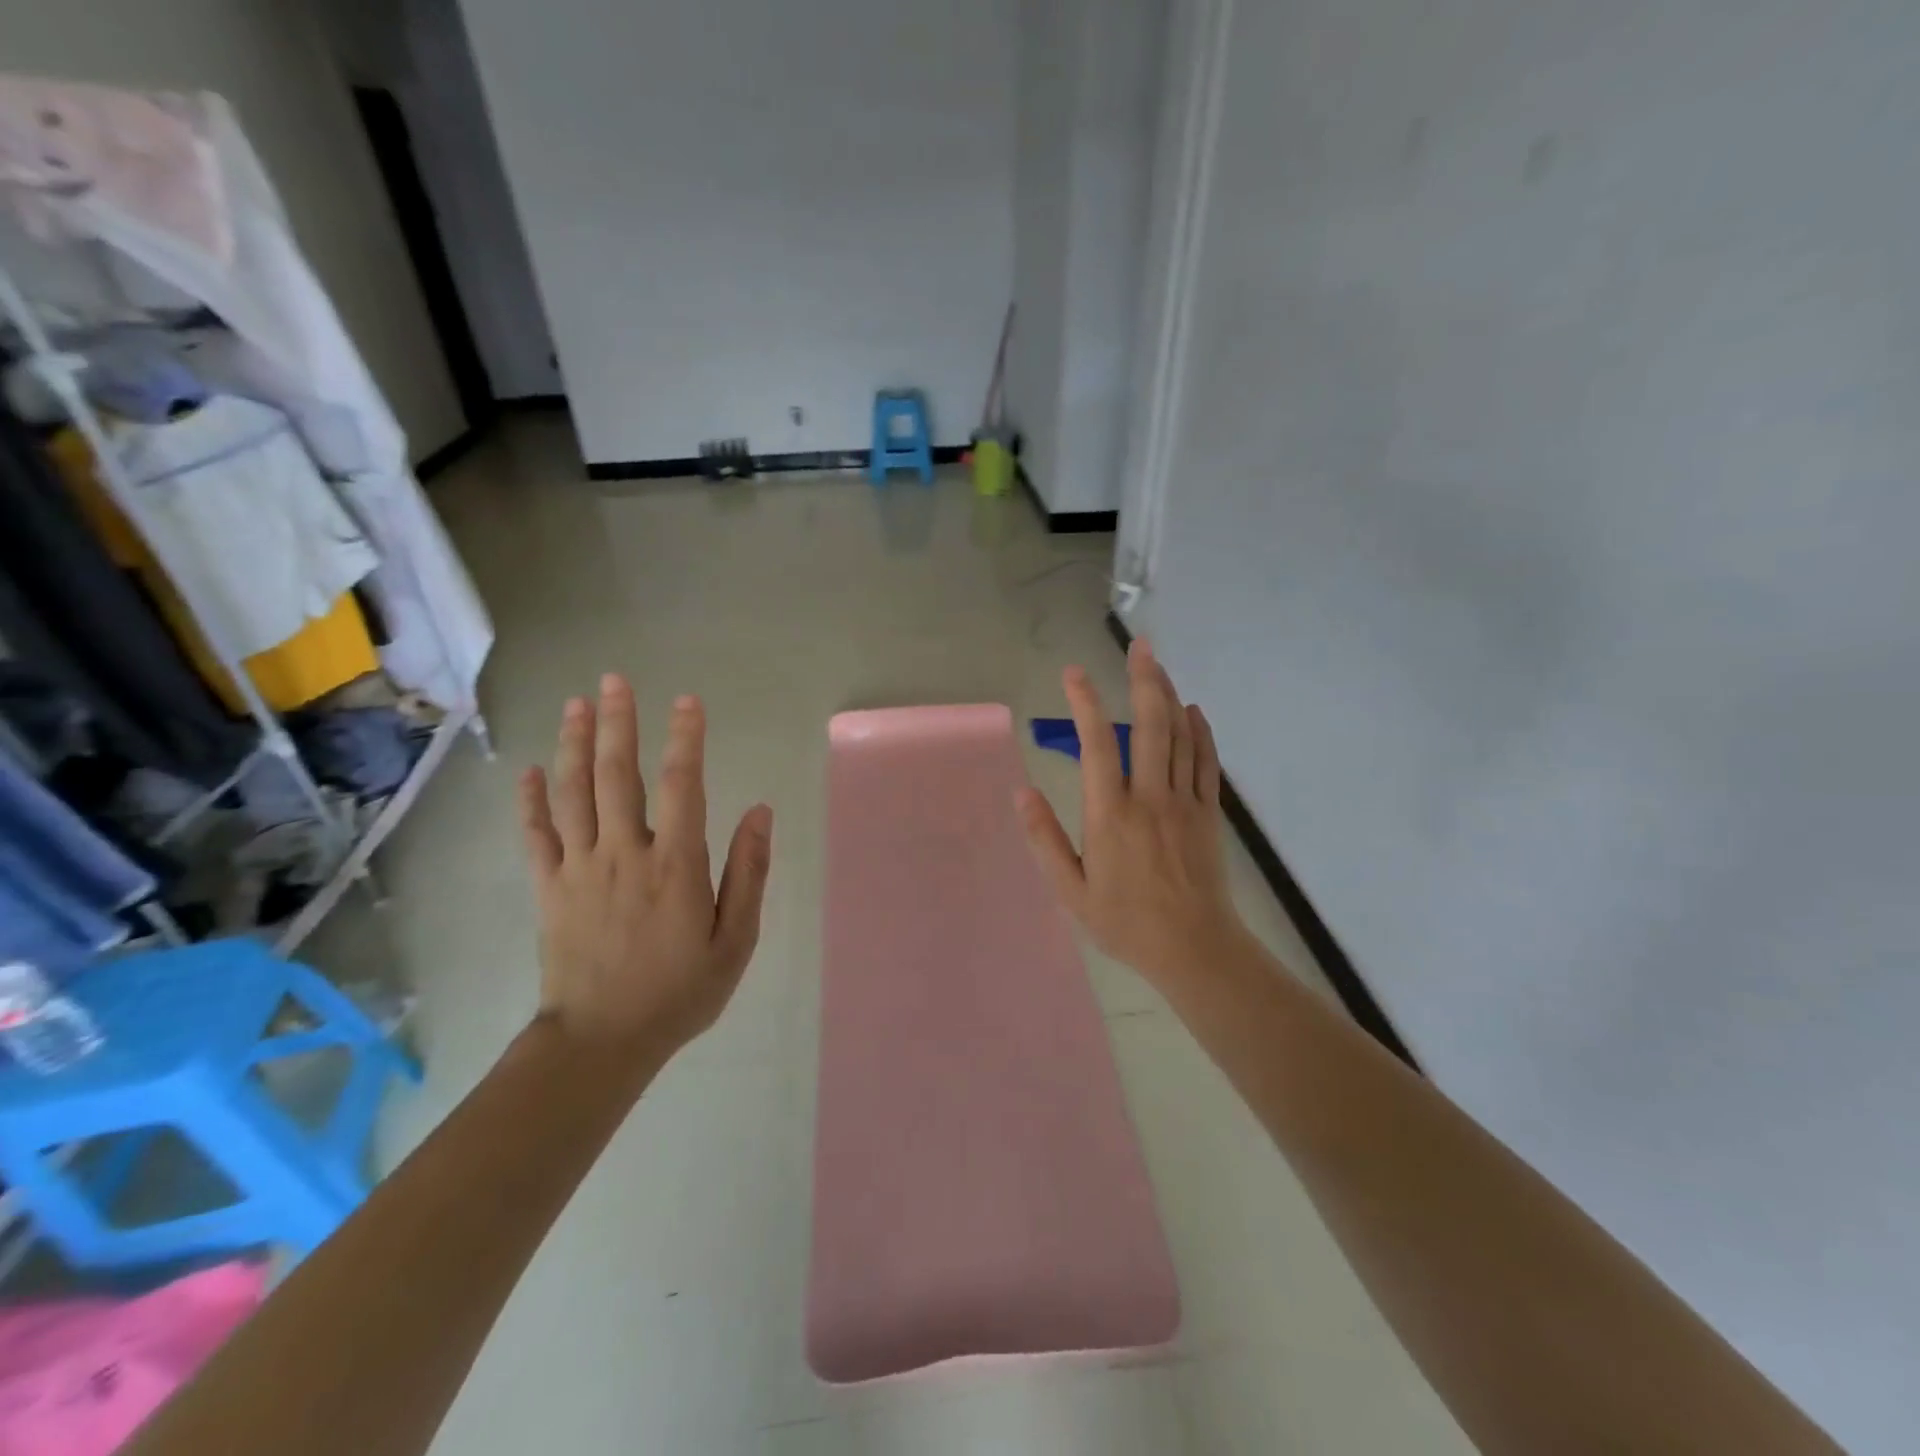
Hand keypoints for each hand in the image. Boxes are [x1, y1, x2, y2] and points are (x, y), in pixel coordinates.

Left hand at [518, 674, 772, 1058]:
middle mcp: (624, 853)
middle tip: (615, 680)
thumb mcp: (735, 940)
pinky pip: (535, 836)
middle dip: (618, 723)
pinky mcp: (549, 889)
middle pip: (617, 775)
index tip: (688, 702)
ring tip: (576, 704)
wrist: (601, 1043)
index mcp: (675, 865)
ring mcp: (579, 869)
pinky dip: (530, 801)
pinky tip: (529, 770)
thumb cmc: (679, 992)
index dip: (685, 739)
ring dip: (574, 745)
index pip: (682, 785)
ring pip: (573, 794)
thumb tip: (761, 812)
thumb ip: (748, 873)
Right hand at [1017, 639, 1246, 987]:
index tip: (1073, 674)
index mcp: (1110, 815)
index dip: (1085, 704)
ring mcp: (1184, 802)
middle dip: (1144, 680)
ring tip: (1158, 664)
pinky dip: (1200, 731)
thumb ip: (1045, 839)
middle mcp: (1149, 798)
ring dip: (1169, 695)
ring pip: (1181, 736)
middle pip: (1150, 725)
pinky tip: (1193, 710)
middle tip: (1139, 645)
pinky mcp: (1209, 813)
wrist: (1195, 949)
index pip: (1097, 745)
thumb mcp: (1071, 891)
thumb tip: (1022, 793)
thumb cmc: (1125, 922)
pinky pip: (1206, 761)